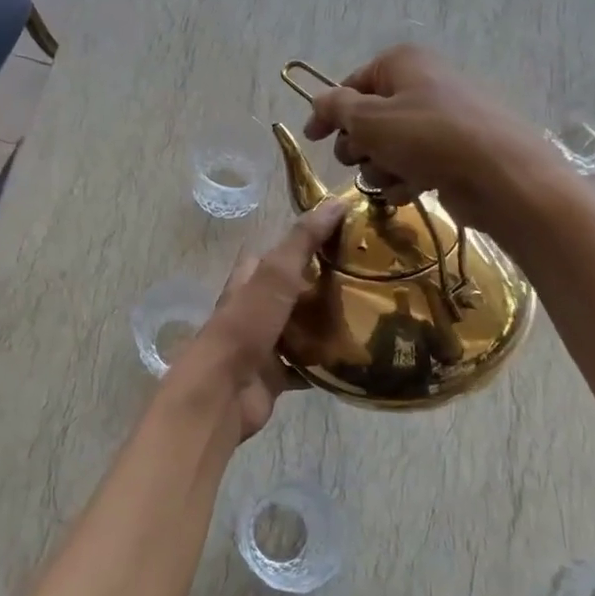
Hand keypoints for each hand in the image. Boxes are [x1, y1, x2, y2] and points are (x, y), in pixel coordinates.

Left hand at [161, 200, 347, 440]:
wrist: (223, 393)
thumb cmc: (245, 326)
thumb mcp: (275, 274)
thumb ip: (303, 241)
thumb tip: (336, 202)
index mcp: (249, 281)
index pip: (277, 253)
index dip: (305, 241)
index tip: (344, 237)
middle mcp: (254, 310)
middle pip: (292, 291)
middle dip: (322, 285)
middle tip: (367, 278)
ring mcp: (263, 344)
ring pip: (300, 328)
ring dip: (326, 324)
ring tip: (370, 314)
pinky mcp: (275, 377)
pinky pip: (306, 365)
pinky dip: (326, 363)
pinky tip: (356, 357)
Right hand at [301, 44, 543, 230]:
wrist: (500, 176)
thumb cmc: (427, 138)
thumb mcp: (369, 119)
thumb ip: (335, 108)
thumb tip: (320, 101)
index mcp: (402, 63)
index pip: (351, 84)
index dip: (329, 112)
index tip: (313, 138)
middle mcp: (422, 84)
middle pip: (369, 118)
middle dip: (359, 145)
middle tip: (361, 158)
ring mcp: (441, 120)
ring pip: (389, 146)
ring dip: (381, 167)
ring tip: (394, 177)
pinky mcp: (454, 153)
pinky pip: (414, 164)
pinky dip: (406, 179)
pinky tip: (411, 191)